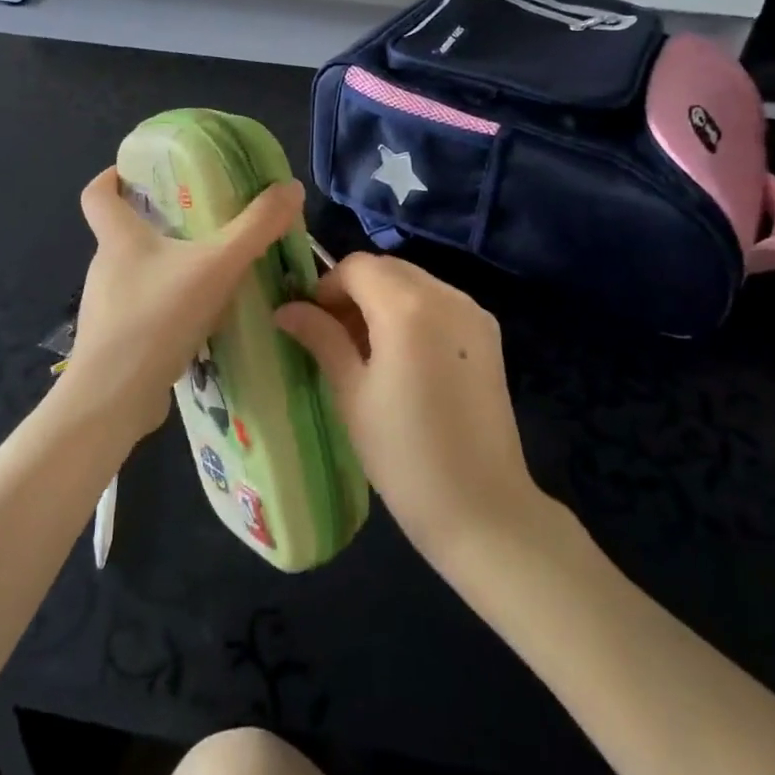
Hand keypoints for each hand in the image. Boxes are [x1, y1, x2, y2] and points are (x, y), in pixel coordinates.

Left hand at [66, 167, 305, 443]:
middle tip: (203, 221)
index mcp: (118, 238)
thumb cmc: (157, 317)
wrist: (114, 399)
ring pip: (140, 275)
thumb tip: (290, 188)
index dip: (113, 176)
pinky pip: (146, 311)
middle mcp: (106, 267)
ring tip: (213, 273)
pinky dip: (170, 308)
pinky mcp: (117, 342)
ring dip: (171, 269)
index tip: (139, 172)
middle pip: (125, 233)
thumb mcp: (217, 265)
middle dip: (160, 224)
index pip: (97, 193)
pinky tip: (203, 321)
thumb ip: (257, 227)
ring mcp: (108, 308)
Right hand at [274, 254, 540, 564]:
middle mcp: (446, 295)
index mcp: (408, 307)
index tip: (312, 322)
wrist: (482, 508)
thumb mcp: (351, 393)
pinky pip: (439, 303)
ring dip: (383, 299)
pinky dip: (412, 312)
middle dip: (355, 290)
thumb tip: (286, 308)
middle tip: (334, 336)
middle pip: (387, 268)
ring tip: (366, 351)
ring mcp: (473, 313)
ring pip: (414, 282)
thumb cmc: (403, 454)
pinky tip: (402, 357)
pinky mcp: (488, 334)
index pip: (357, 266)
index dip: (327, 287)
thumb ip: (321, 338)